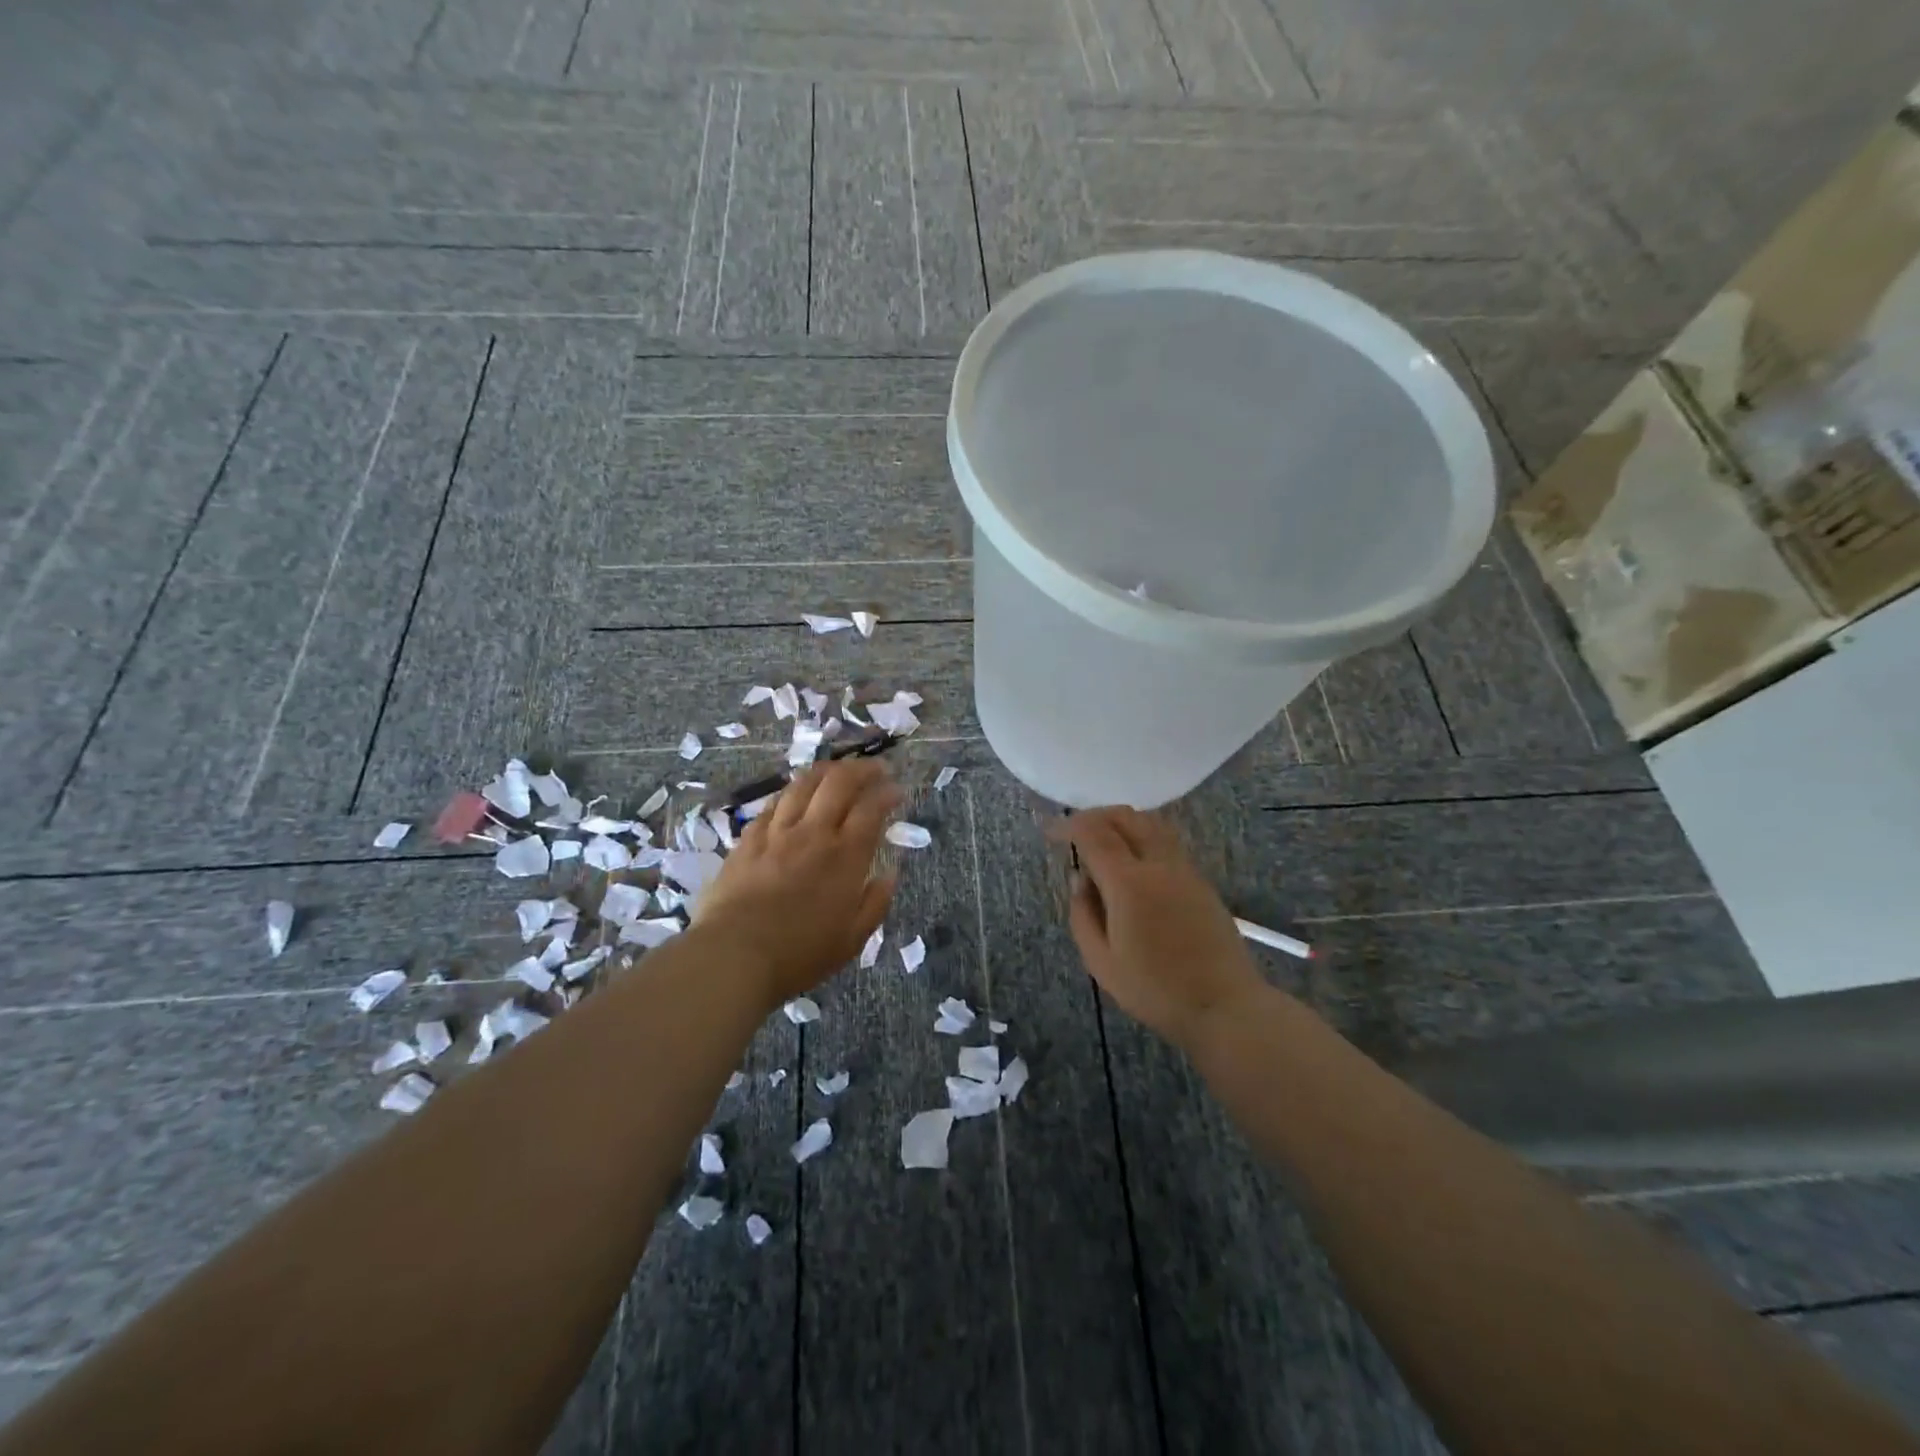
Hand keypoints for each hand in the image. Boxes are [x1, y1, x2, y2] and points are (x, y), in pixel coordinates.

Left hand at [695, 758, 900, 1008]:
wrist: (733, 956)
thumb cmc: (799, 955)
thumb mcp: (851, 940)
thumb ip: (875, 903)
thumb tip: (889, 875)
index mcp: (845, 857)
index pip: (871, 808)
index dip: (887, 793)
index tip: (896, 790)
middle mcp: (814, 833)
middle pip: (839, 782)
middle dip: (861, 769)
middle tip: (874, 769)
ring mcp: (777, 832)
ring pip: (804, 784)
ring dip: (826, 771)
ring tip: (838, 771)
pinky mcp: (748, 839)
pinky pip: (773, 804)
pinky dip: (792, 793)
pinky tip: (795, 796)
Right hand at [1048, 807, 1267, 1049]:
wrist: (1225, 1005)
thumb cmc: (1156, 989)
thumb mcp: (1102, 962)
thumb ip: (1083, 915)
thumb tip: (1079, 879)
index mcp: (1129, 882)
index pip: (1094, 834)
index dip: (1069, 826)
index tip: (1051, 833)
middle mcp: (1158, 864)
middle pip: (1125, 817)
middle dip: (1095, 816)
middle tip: (1075, 832)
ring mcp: (1185, 869)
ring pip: (1150, 823)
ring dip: (1121, 822)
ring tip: (1103, 841)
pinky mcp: (1201, 881)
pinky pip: (1166, 841)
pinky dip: (1142, 835)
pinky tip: (1132, 861)